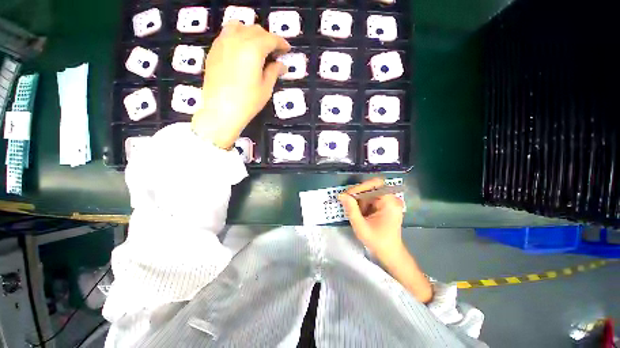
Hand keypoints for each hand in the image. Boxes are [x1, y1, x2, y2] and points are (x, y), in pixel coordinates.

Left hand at [192, 21, 290, 148]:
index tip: (287, 49)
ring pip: (239, 27)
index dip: (281, 43)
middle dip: (268, 38)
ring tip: (256, 47)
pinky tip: (241, 50)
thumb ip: (274, 72)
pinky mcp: (214, 50)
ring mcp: (222, 42)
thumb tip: (281, 65)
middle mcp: (237, 39)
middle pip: (255, 30)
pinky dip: (237, 36)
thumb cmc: (247, 102)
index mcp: (253, 49)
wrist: (221, 110)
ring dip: (251, 34)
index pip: (270, 39)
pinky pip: (227, 34)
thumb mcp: (266, 88)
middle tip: (274, 52)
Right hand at [338, 178, 404, 258]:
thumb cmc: (377, 241)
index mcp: (390, 202)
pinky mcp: (385, 206)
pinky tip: (362, 215)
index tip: (347, 195)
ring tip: (357, 214)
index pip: (375, 184)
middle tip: (348, 203)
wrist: (390, 253)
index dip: (360, 187)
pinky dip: (363, 205)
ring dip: (360, 202)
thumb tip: (342, 195)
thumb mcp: (361, 226)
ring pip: (369, 194)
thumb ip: (351, 209)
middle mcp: (392, 199)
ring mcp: (389, 202)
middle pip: (371, 188)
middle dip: (358, 196)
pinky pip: (371, 199)